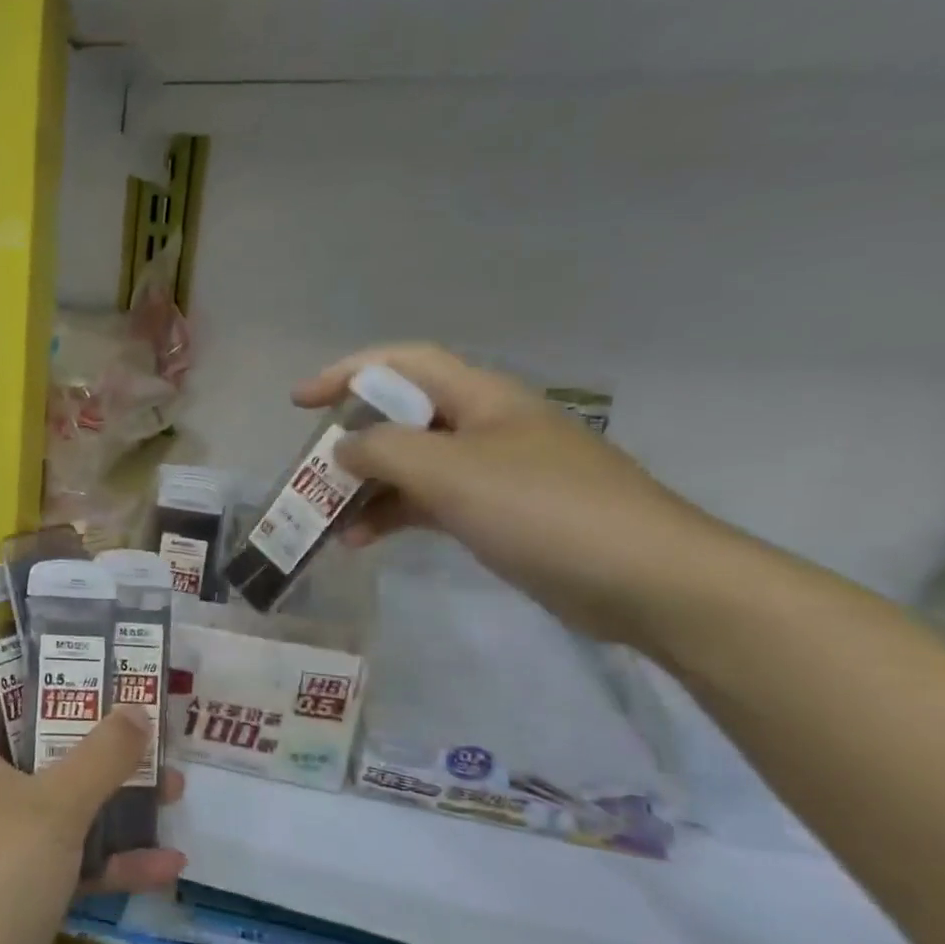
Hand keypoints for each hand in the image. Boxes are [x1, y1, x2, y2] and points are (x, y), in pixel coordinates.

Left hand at [0, 697, 186, 943]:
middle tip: (147, 725)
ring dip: (116, 800)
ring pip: (65, 805)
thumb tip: (137, 709)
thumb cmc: (1, 871)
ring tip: (174, 787)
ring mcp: (0, 843)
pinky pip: (71, 859)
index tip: (92, 663)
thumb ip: (102, 754)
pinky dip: (112, 860)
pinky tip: (168, 864)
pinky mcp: (21, 888)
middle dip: (99, 741)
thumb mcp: (58, 803)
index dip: (41, 674)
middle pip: (43, 749)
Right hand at [295, 343, 737, 651]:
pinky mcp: (498, 514)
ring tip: (327, 520)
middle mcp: (485, 425)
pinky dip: (394, 516)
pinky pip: (430, 503)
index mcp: (481, 397)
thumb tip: (343, 447)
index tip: (300, 403)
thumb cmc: (542, 509)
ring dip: (366, 487)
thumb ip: (384, 450)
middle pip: (402, 417)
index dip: (346, 373)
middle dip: (351, 440)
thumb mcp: (451, 472)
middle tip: (310, 473)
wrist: (644, 578)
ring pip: (412, 465)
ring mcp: (493, 472)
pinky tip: (363, 541)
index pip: (402, 364)